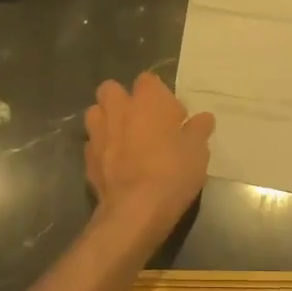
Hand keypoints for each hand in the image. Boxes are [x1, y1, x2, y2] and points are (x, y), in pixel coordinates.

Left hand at [84, 73, 214, 246]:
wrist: (136, 210)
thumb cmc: (173, 171)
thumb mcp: (198, 150)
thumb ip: (199, 129)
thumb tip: (204, 118)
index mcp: (147, 99)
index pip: (148, 80)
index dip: (161, 96)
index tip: (174, 117)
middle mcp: (118, 109)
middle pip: (112, 89)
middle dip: (123, 100)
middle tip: (143, 122)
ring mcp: (98, 133)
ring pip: (95, 114)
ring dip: (107, 121)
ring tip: (124, 140)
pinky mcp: (87, 159)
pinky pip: (93, 145)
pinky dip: (102, 150)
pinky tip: (116, 165)